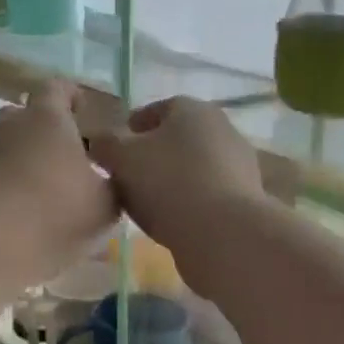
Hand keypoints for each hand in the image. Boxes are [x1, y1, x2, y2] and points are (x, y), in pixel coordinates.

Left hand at [0, 81, 116, 283]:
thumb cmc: (53, 214)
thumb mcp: (105, 205)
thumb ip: (113, 185)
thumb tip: (111, 179)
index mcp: (47, 117)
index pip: (58, 88)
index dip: (73, 96)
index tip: (85, 112)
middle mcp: (10, 124)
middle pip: (28, 115)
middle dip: (47, 130)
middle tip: (69, 155)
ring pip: (8, 145)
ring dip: (26, 158)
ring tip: (46, 187)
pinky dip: (7, 183)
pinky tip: (22, 210)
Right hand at [88, 98, 267, 267]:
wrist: (225, 234)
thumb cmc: (169, 183)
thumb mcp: (122, 159)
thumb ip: (105, 144)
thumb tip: (98, 141)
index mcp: (193, 109)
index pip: (155, 110)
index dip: (131, 129)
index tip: (114, 151)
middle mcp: (222, 128)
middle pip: (176, 139)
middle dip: (152, 156)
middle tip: (127, 180)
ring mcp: (239, 164)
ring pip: (193, 168)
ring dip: (171, 181)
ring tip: (146, 206)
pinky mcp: (245, 197)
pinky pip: (207, 194)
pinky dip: (189, 202)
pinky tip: (172, 222)